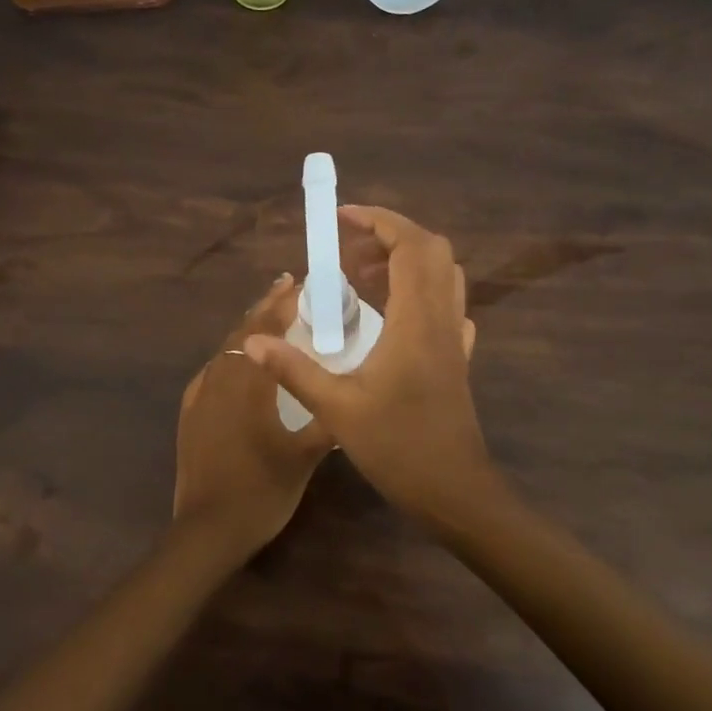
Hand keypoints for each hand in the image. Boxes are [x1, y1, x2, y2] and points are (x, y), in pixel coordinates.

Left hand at [174, 276, 335, 560]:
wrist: (207, 530)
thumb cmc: (260, 491)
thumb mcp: (304, 458)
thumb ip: (327, 423)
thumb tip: (351, 400)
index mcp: (247, 383)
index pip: (264, 329)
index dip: (281, 303)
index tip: (298, 283)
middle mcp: (219, 379)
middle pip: (242, 332)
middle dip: (265, 308)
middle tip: (287, 289)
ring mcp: (200, 396)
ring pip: (225, 350)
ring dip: (248, 330)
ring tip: (269, 319)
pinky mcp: (190, 413)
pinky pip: (212, 371)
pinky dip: (231, 356)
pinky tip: (239, 364)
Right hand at [244, 207, 503, 532]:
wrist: (456, 492)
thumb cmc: (399, 448)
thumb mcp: (338, 410)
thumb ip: (296, 370)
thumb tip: (254, 342)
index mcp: (416, 320)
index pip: (410, 245)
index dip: (378, 221)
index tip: (341, 217)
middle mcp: (442, 318)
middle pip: (432, 250)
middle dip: (390, 236)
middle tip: (347, 249)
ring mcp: (454, 338)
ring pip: (442, 275)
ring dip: (405, 261)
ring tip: (361, 276)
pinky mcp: (457, 358)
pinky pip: (445, 305)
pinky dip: (419, 290)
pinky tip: (390, 313)